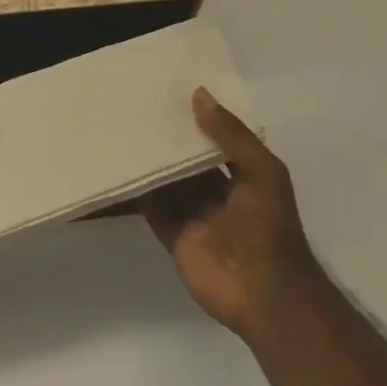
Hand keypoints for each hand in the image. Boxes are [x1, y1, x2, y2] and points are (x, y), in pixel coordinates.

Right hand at [141, 87, 318, 339]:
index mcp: (244, 175)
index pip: (217, 139)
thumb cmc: (269, 228)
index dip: (198, 117)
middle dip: (169, 138)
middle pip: (188, 159)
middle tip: (136, 106)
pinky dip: (137, 191)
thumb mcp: (262, 172)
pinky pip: (152, 208)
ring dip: (150, 161)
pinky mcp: (173, 235)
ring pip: (167, 181)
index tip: (170, 91)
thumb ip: (232, 135)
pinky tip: (118, 167)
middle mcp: (218, 192)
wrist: (265, 295)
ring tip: (121, 128)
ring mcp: (194, 214)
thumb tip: (199, 94)